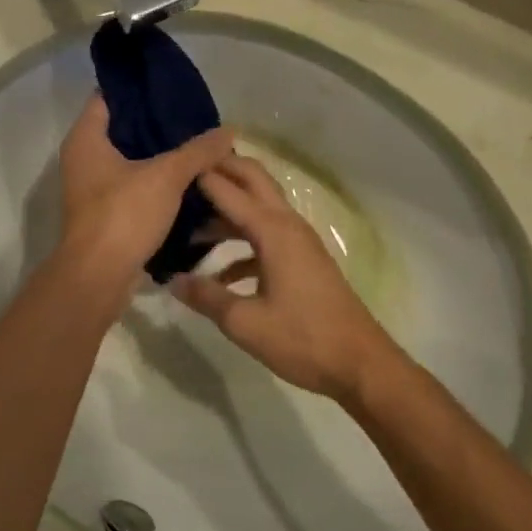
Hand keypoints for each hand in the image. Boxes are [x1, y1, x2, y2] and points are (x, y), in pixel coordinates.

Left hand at [55, 95, 234, 308]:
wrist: (99, 278)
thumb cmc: (123, 215)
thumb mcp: (166, 176)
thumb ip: (198, 151)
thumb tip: (229, 130)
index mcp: (86, 139)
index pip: (109, 97)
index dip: (139, 89)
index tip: (172, 86)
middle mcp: (84, 159)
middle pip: (123, 130)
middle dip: (158, 124)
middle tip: (195, 117)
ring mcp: (93, 189)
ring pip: (131, 161)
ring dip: (160, 156)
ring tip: (199, 146)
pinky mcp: (107, 214)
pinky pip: (135, 188)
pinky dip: (157, 183)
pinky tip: (189, 181)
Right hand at [170, 155, 404, 401]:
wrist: (359, 364)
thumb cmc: (302, 339)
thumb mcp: (244, 322)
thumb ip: (206, 297)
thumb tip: (172, 280)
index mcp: (274, 232)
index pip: (231, 191)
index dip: (203, 177)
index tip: (173, 166)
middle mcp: (288, 226)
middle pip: (255, 181)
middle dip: (225, 169)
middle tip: (187, 170)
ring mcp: (300, 243)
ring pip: (261, 209)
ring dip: (230, 209)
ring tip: (191, 220)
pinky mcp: (304, 261)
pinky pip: (268, 237)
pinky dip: (243, 242)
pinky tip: (220, 274)